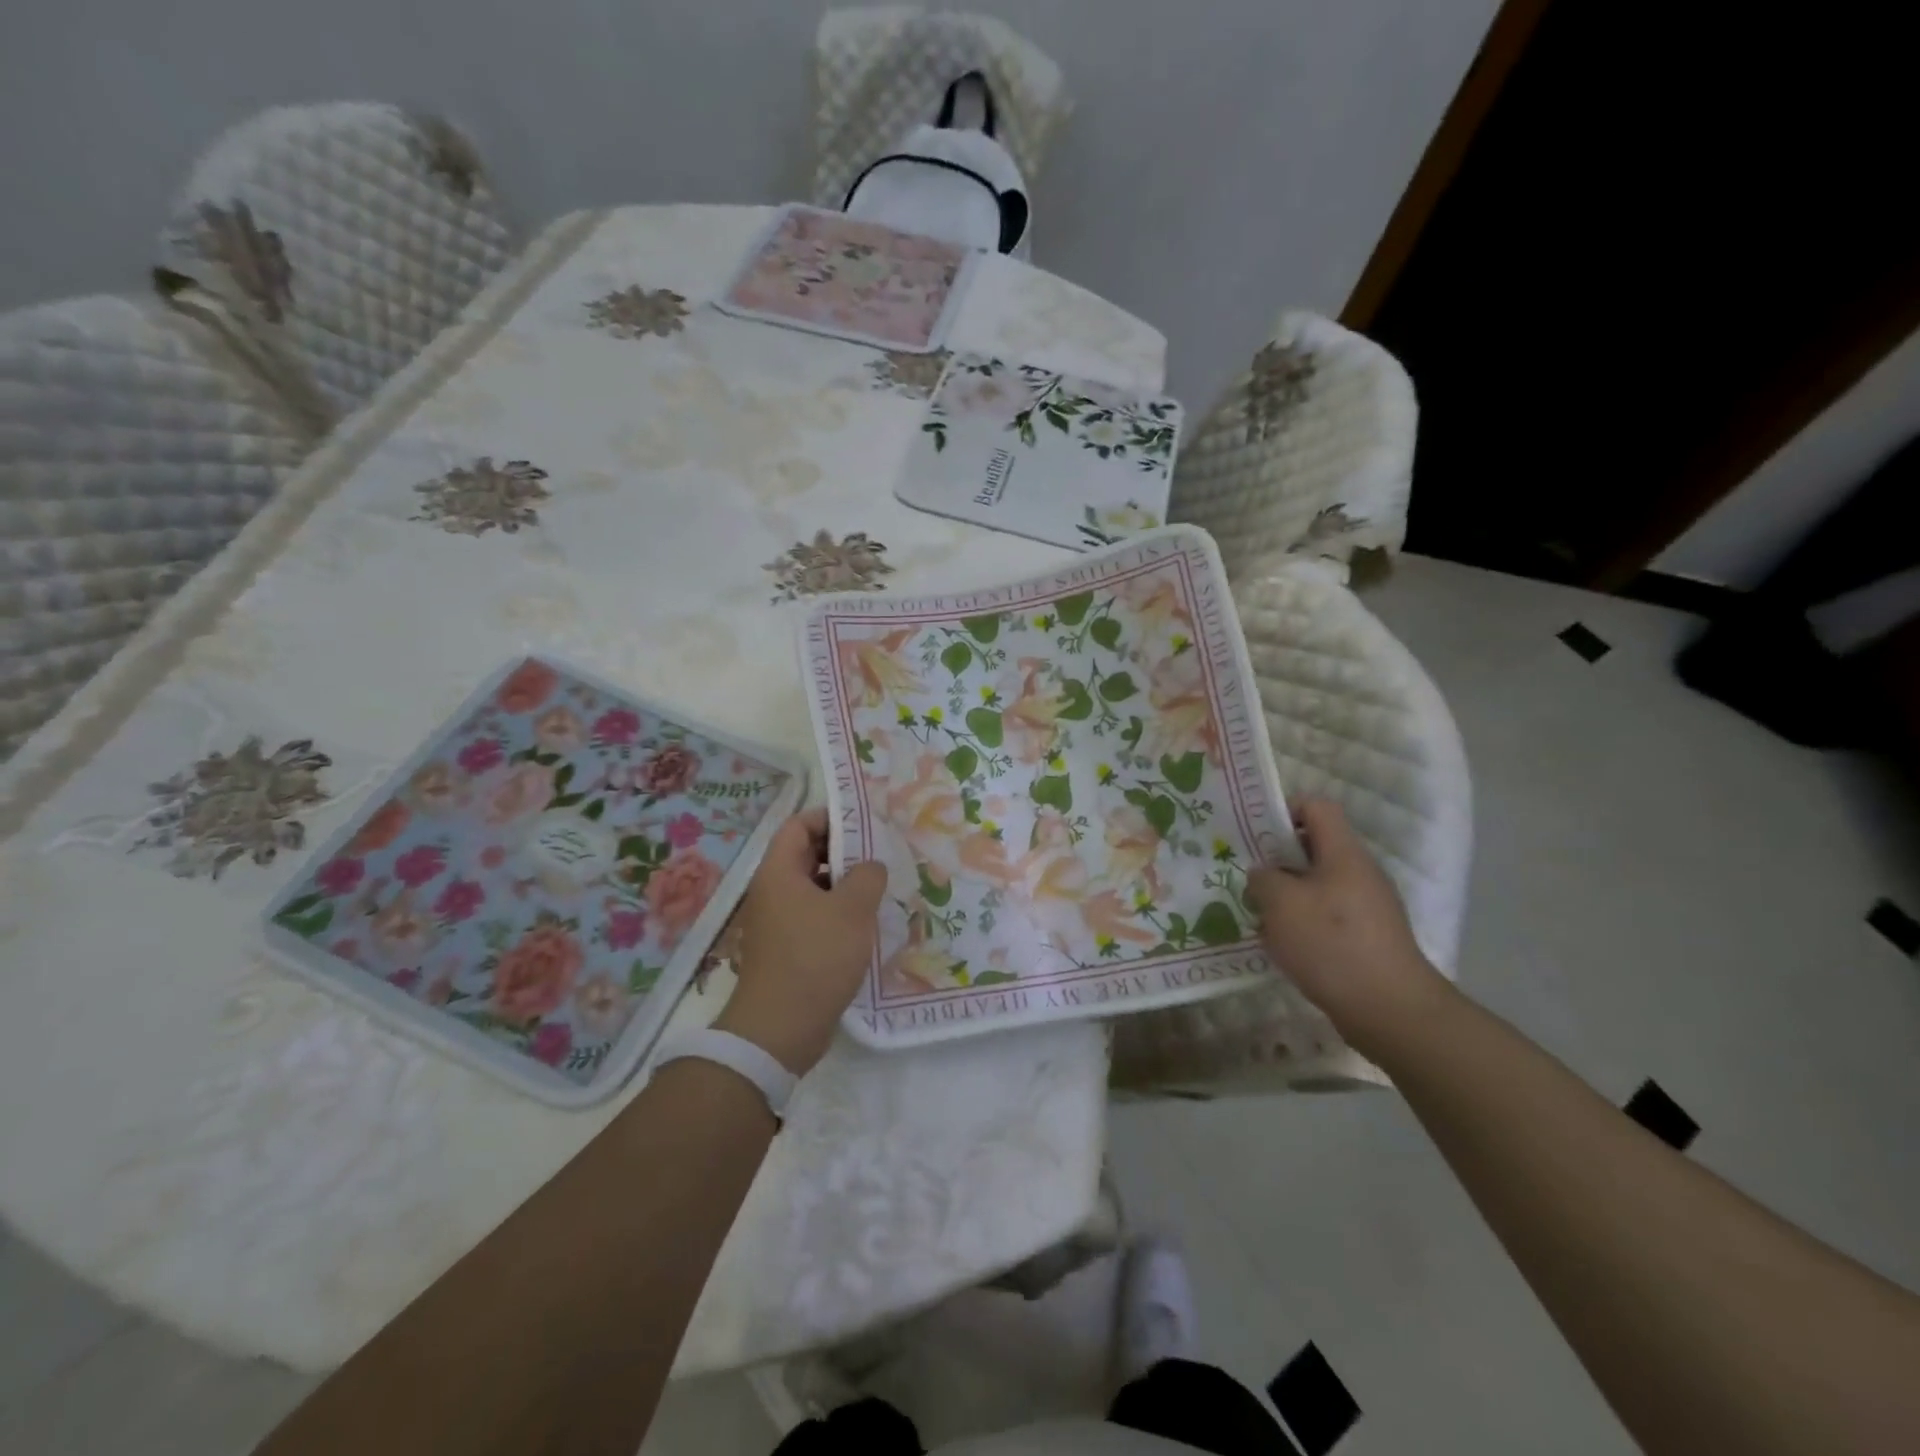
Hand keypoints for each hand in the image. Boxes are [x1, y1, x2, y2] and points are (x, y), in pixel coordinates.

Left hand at [713, 808, 886, 1075]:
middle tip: (882, 854)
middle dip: (845, 851)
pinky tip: (867, 922)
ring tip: (881, 887)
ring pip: (814, 887)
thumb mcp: (852, 910)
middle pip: (807, 854)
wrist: (780, 1029)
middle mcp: (773, 890)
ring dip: (846, 884)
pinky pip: (815, 915)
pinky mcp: (789, 947)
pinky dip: (839, 912)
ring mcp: (779, 921)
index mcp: (779, 871)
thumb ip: (868, 876)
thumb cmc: (816, 957)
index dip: (831, 817)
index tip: (866, 823)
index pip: (799, 824)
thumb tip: (871, 866)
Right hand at [1247, 798, 1452, 1058]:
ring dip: (1286, 896)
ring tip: (1259, 916)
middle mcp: (1359, 872)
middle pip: (1313, 847)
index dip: (1283, 810)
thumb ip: (1263, 879)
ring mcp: (1366, 906)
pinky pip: (1326, 915)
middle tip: (1248, 877)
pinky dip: (1302, 923)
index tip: (1254, 833)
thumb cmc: (1331, 943)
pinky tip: (1282, 945)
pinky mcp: (1366, 937)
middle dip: (1277, 860)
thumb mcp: (1281, 903)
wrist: (1388, 1009)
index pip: (1316, 807)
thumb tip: (1264, 875)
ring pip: (1316, 884)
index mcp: (1344, 853)